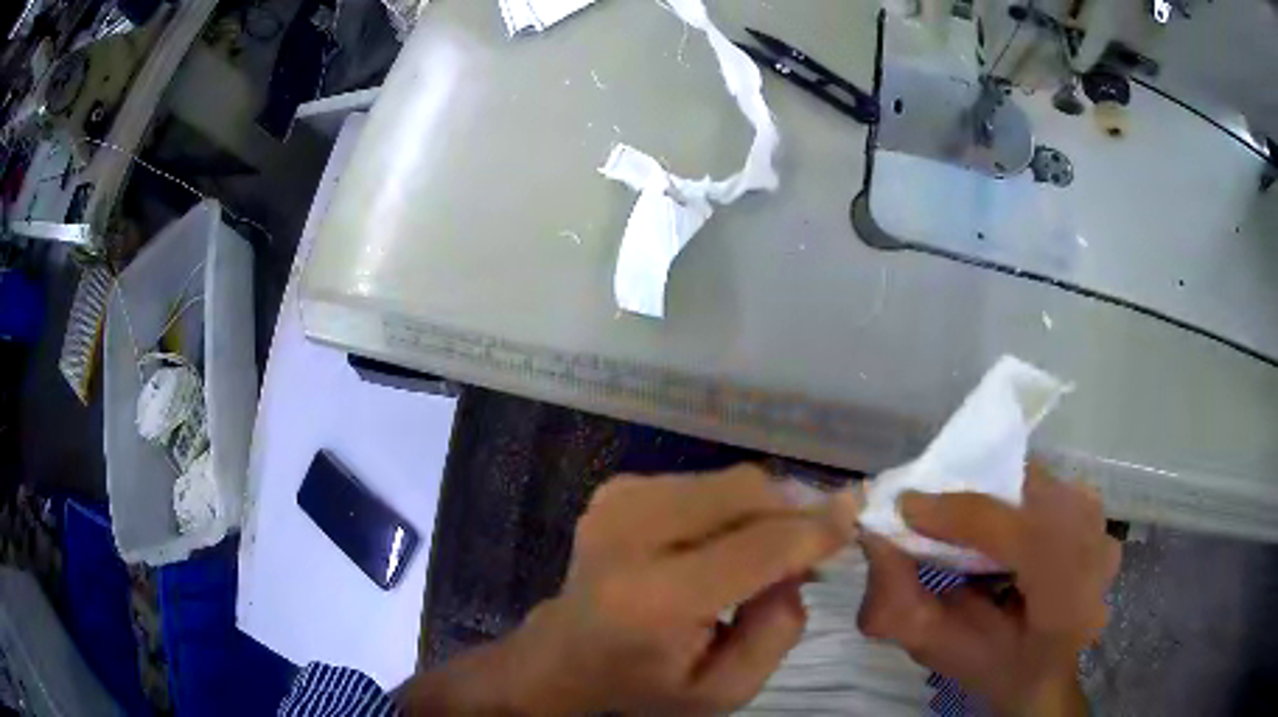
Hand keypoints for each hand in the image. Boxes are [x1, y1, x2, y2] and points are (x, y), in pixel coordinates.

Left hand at [398, 465, 859, 715]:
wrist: (567, 654)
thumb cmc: (647, 682)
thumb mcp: (724, 690)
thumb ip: (778, 630)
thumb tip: (800, 559)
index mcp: (656, 598)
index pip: (757, 547)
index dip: (814, 527)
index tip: (857, 511)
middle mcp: (630, 535)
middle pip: (743, 494)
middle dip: (793, 509)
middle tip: (817, 538)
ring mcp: (617, 503)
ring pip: (727, 481)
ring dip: (762, 509)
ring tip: (769, 548)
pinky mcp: (616, 490)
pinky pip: (701, 483)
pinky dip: (729, 506)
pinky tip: (722, 541)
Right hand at [856, 465, 1120, 716]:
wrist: (1049, 671)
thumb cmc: (995, 667)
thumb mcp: (941, 650)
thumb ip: (898, 604)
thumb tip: (873, 537)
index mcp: (1067, 599)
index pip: (1021, 534)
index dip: (960, 515)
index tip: (905, 507)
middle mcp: (1095, 548)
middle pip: (1026, 492)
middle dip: (970, 497)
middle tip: (927, 515)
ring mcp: (1100, 523)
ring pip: (1033, 482)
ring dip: (989, 497)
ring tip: (959, 524)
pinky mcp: (1095, 509)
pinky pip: (1044, 486)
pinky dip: (1011, 497)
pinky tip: (996, 527)